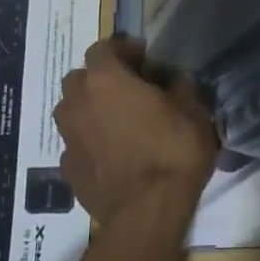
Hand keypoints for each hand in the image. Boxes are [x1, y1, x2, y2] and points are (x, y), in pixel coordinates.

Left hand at [53, 36, 217, 227]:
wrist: (146, 213)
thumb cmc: (172, 151)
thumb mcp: (193, 111)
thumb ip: (180, 87)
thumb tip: (174, 80)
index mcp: (105, 78)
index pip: (103, 48)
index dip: (124, 50)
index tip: (144, 61)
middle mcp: (77, 101)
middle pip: (81, 78)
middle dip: (101, 79)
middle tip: (129, 91)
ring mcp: (67, 137)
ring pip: (73, 111)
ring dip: (91, 110)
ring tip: (118, 123)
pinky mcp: (66, 168)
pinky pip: (76, 143)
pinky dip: (90, 142)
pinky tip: (112, 154)